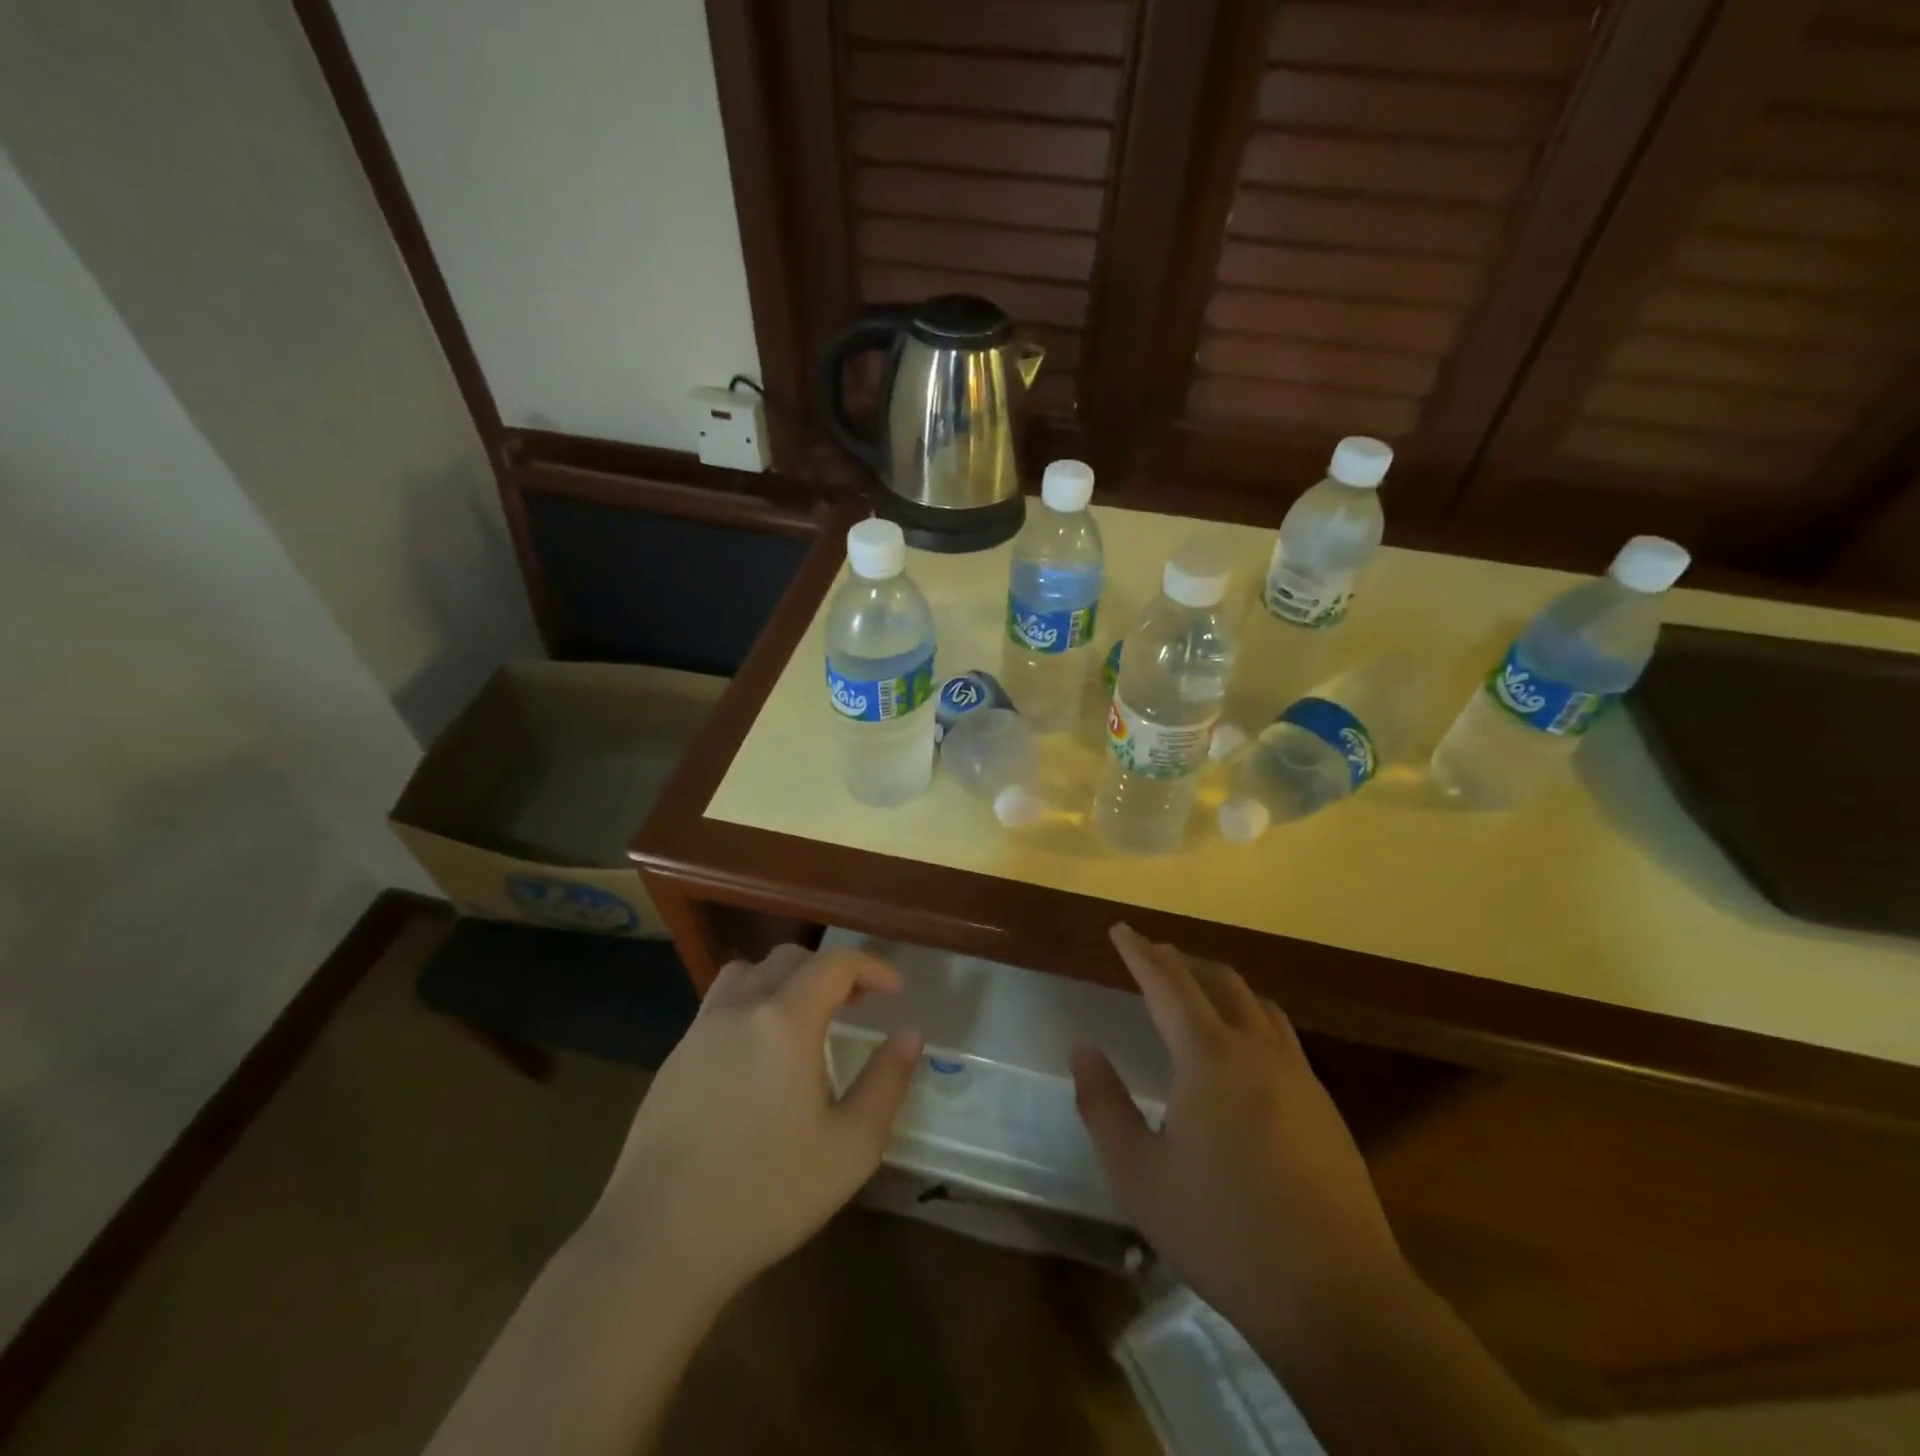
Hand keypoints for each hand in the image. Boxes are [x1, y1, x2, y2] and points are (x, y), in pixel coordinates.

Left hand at [586, 944, 921, 1299]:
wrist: (658, 1242)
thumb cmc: (766, 1193)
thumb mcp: (851, 1147)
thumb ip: (887, 1082)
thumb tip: (909, 1036)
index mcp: (785, 1020)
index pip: (835, 964)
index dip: (871, 967)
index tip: (894, 991)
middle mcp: (740, 1008)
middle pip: (791, 959)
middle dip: (832, 971)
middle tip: (857, 1002)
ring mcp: (700, 1030)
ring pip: (748, 973)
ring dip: (786, 979)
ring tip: (805, 1016)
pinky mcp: (674, 1058)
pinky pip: (720, 1005)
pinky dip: (752, 1004)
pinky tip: (758, 1054)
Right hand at [1072, 924, 1402, 1335]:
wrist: (1336, 1294)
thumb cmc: (1222, 1230)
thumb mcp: (1138, 1174)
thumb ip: (1103, 1105)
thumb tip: (1083, 1049)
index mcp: (1208, 1057)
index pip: (1167, 984)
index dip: (1139, 953)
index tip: (1121, 930)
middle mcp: (1257, 1050)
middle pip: (1219, 982)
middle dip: (1181, 962)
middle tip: (1154, 955)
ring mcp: (1299, 1076)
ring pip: (1258, 1004)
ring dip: (1222, 985)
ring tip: (1199, 990)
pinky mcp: (1325, 1106)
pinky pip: (1282, 1036)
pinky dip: (1252, 1017)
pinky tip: (1246, 1050)